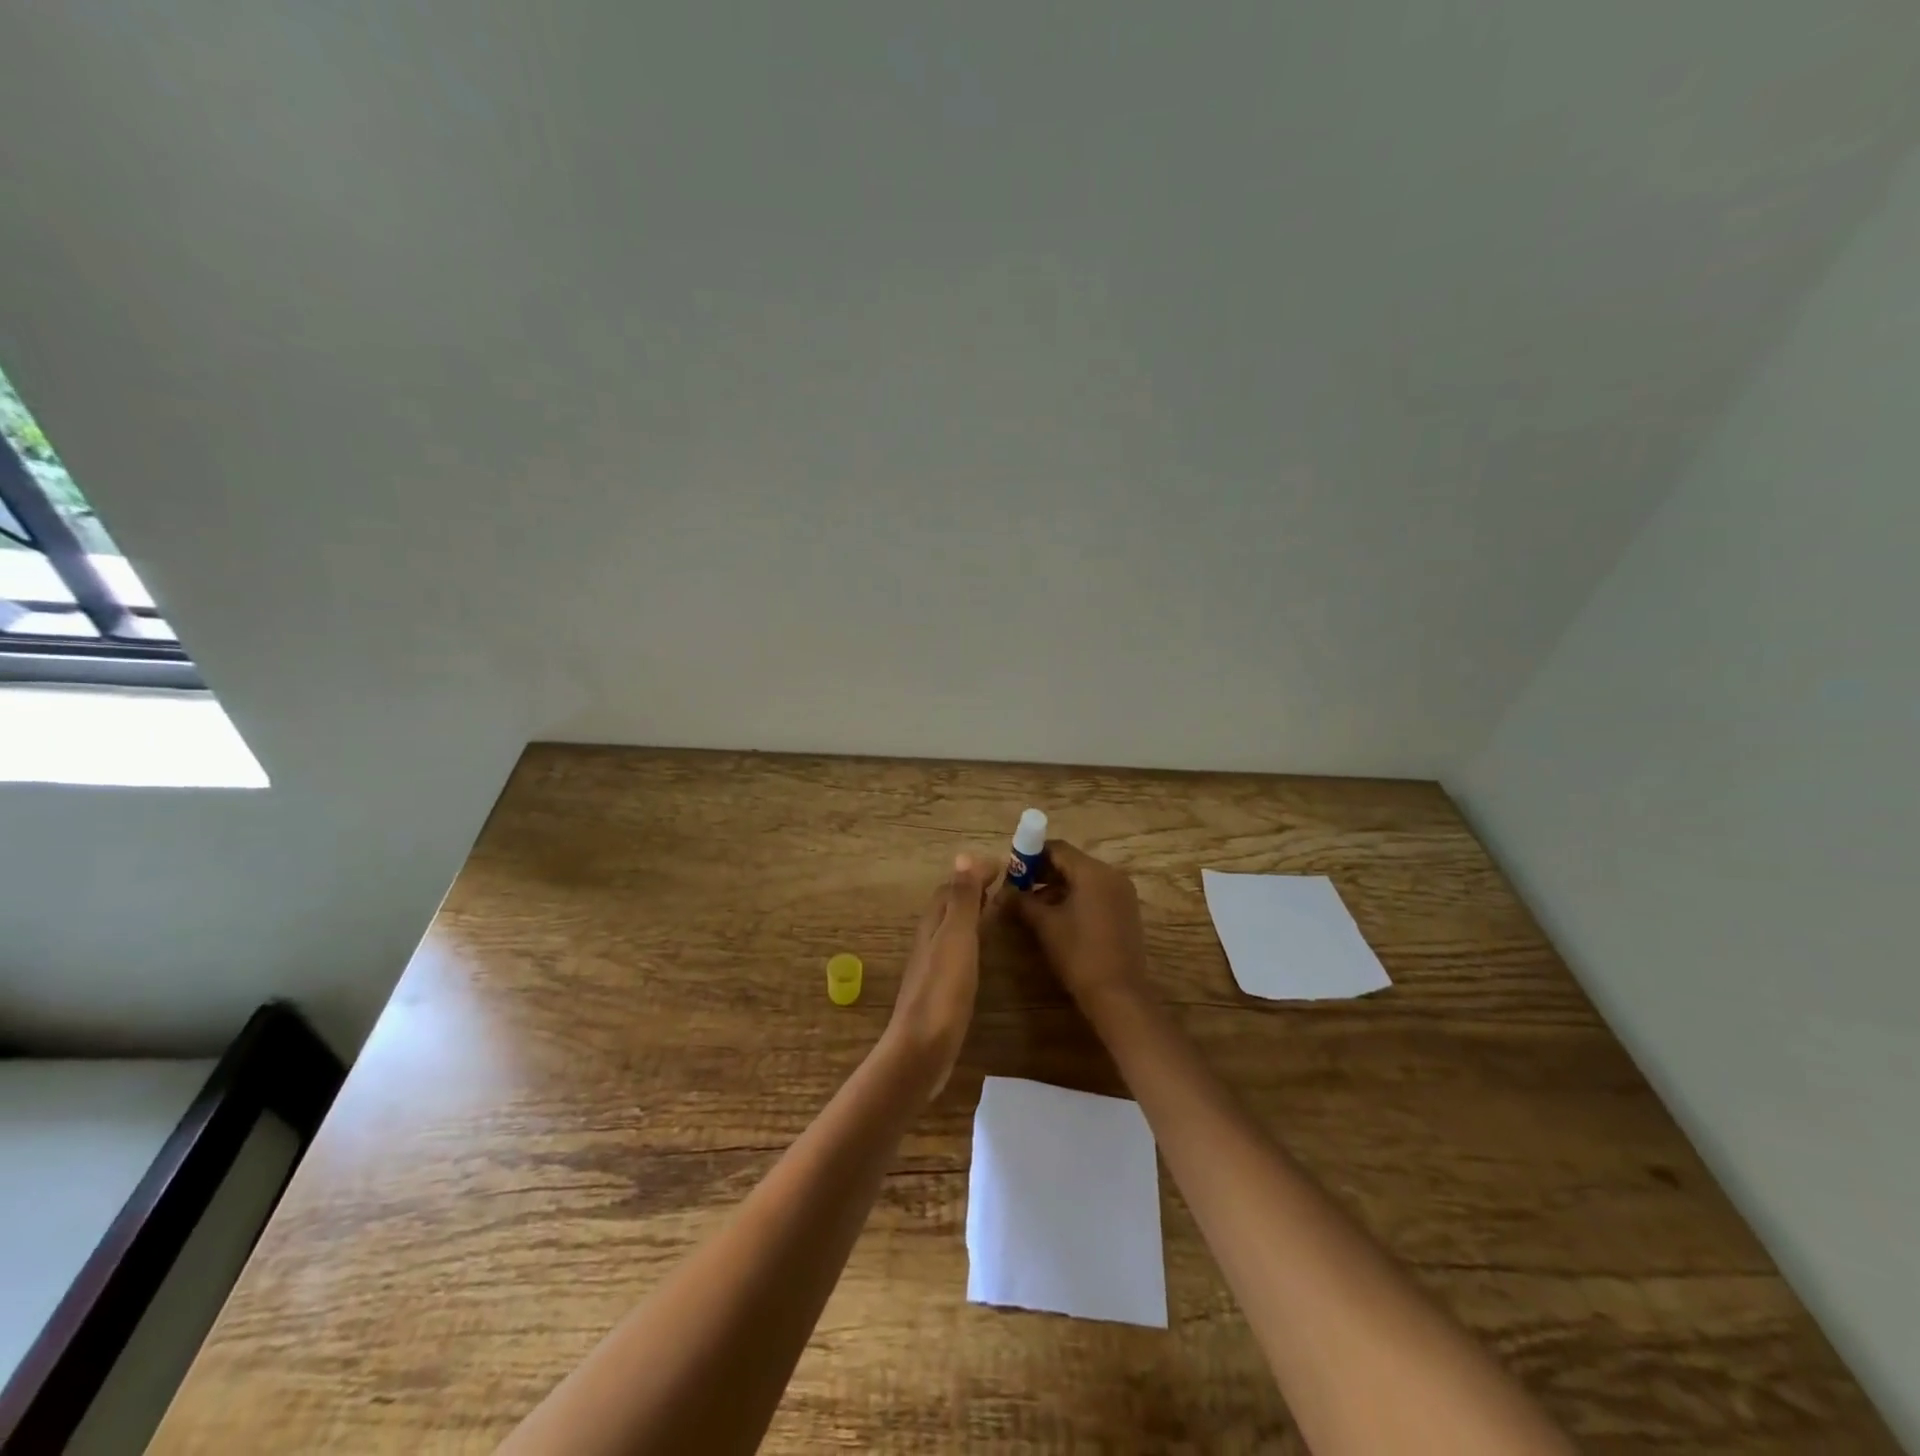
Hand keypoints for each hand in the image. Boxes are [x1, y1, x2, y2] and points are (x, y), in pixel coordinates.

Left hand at [881, 855, 991, 1097]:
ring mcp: (931, 968)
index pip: (951, 888)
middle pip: (948, 907)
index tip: (1004, 866)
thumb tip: (963, 855)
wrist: (922, 1050)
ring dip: (970, 915)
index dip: (973, 873)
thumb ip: (962, 899)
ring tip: (996, 912)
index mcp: (933, 924)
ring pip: (950, 929)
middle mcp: (929, 941)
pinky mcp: (939, 991)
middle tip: (1003, 886)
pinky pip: (955, 953)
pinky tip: (980, 955)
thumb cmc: (943, 990)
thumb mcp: (956, 937)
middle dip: (972, 891)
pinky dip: (970, 941)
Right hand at [1002, 841, 1152, 1010]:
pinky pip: (1096, 893)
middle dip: (1043, 873)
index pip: (1057, 848)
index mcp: (1093, 872)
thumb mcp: (1045, 925)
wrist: (1118, 995)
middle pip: (1071, 862)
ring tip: (1033, 908)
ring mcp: (1122, 893)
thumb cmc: (1079, 954)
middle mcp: (1112, 875)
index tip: (1012, 872)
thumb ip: (1021, 902)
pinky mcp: (1126, 911)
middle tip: (1019, 890)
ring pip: (1083, 879)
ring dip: (1057, 887)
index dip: (1031, 856)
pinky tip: (1057, 918)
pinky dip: (1075, 898)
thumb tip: (1001, 893)